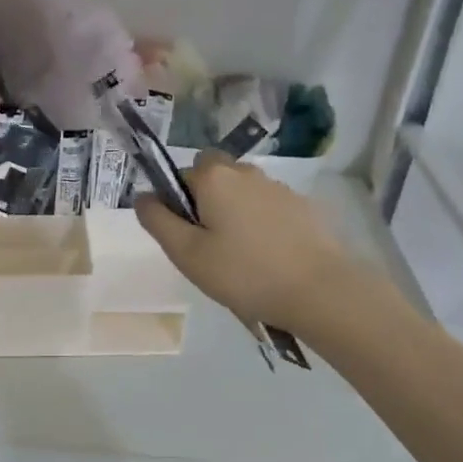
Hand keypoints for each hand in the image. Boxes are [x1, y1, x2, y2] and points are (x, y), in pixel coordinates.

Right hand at [133, 154, 352, 329]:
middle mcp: (246, 171)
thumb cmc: (244, 273)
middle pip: (214, 178)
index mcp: (215, 177)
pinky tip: (270, 260)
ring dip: (236, 216)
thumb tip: (142, 196)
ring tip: (243, 260)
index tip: (187, 237)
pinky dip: (263, 227)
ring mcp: (279, 187)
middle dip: (207, 204)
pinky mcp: (304, 207)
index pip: (183, 174)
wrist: (320, 290)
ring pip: (243, 194)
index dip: (178, 202)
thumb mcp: (187, 254)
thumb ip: (158, 220)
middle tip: (211, 248)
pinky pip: (269, 209)